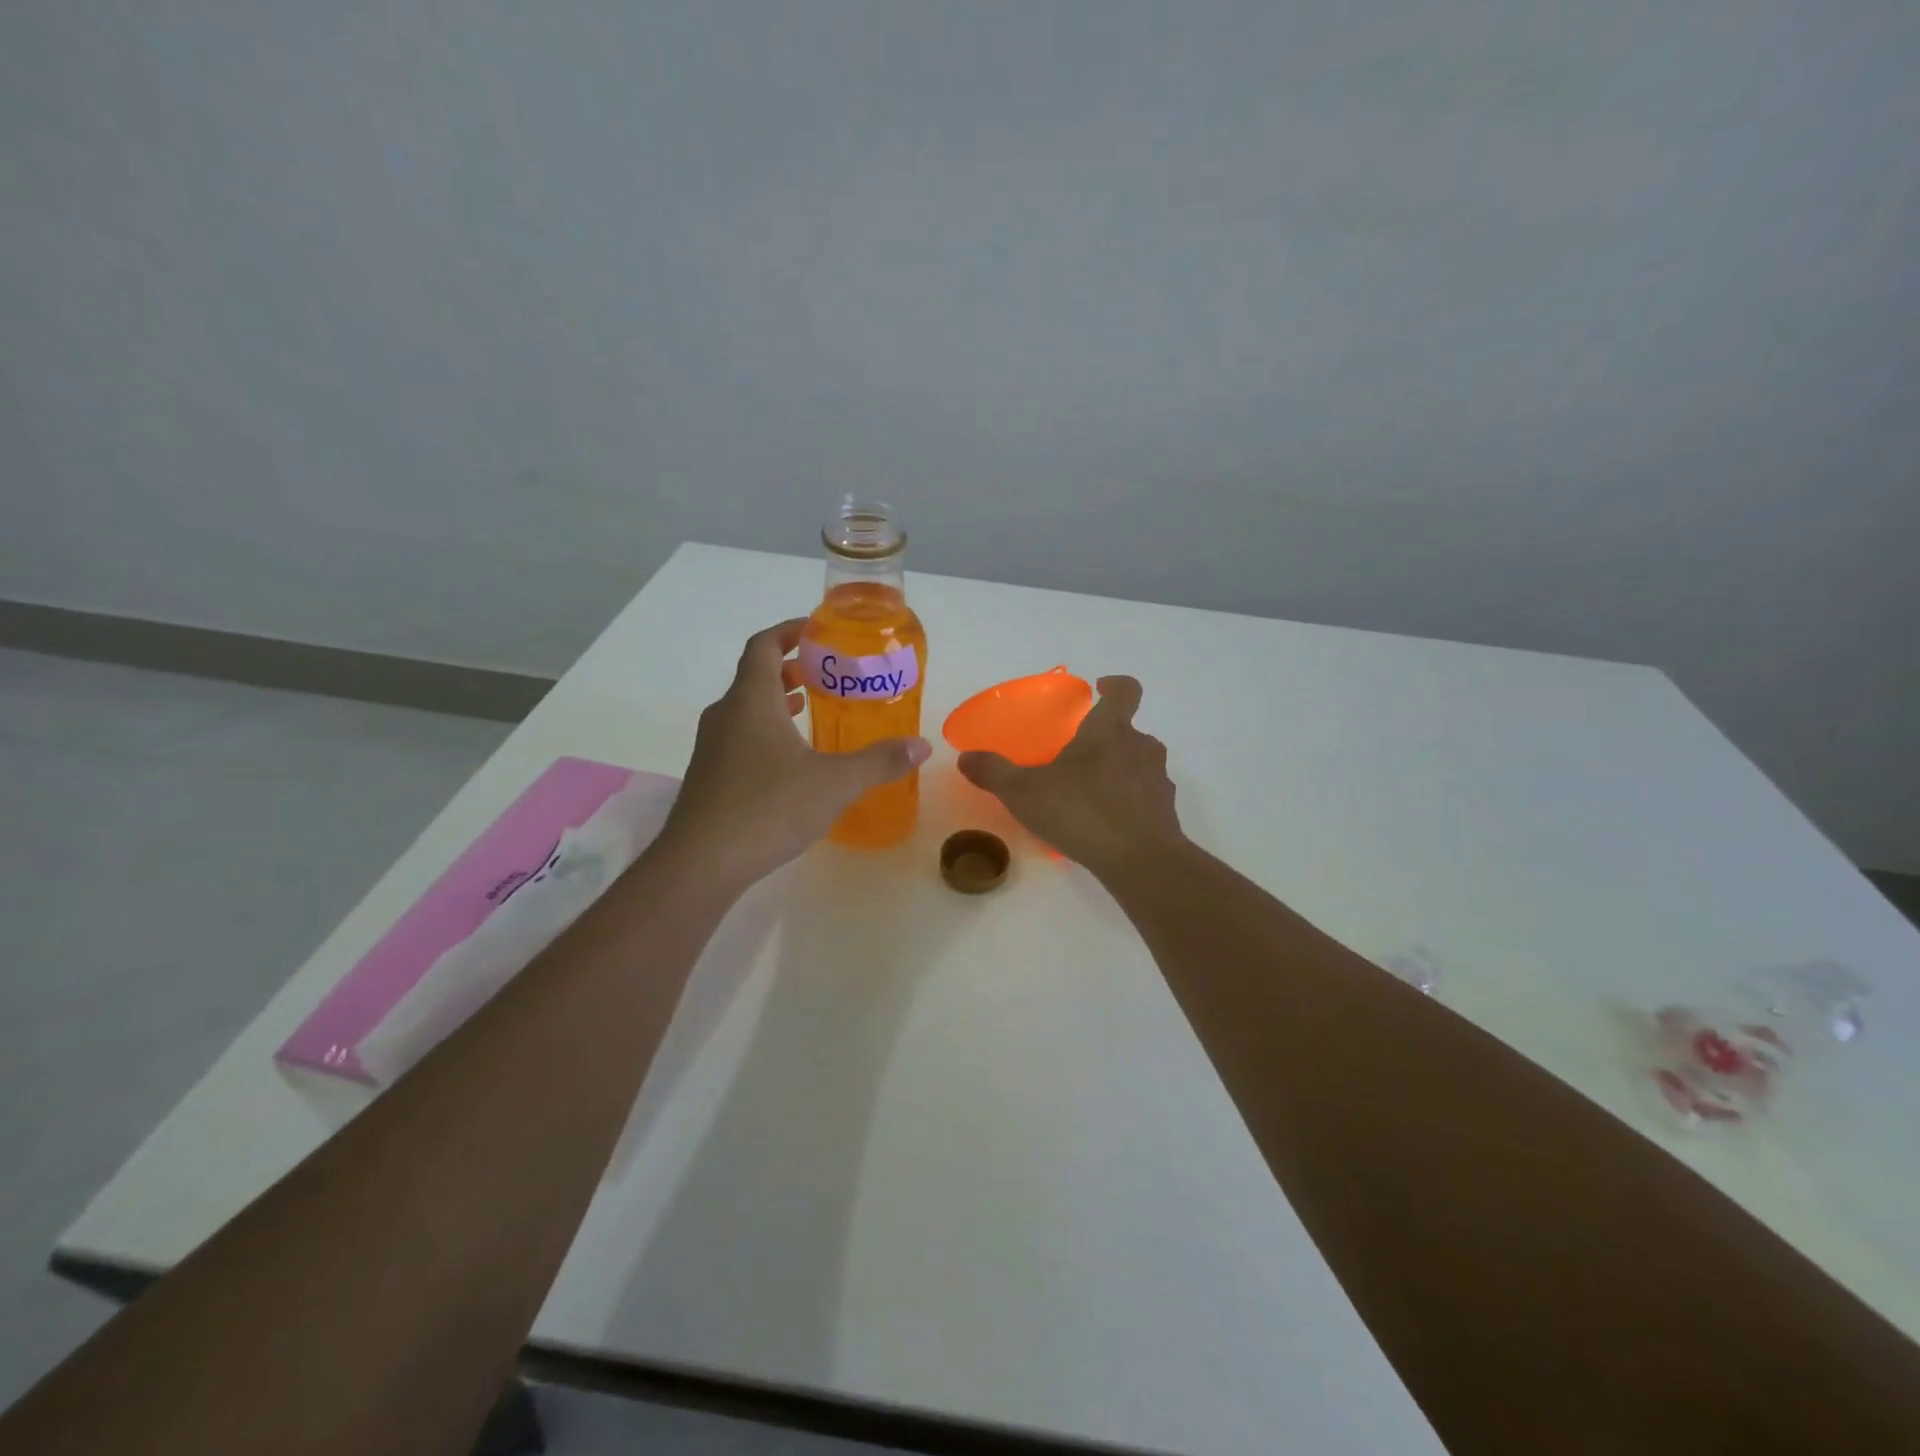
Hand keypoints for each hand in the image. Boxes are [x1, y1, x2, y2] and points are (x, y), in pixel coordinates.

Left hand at [658, 619, 931, 889]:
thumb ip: (879, 761)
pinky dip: (766, 733)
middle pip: (755, 676)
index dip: (788, 631)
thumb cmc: (768, 808)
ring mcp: (712, 748)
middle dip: (789, 669)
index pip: (763, 646)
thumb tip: (922, 746)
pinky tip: (791, 764)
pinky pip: (739, 739)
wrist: (701, 863)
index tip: (815, 630)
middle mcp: (726, 715)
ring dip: (777, 703)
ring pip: (746, 710)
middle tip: (825, 675)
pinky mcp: (709, 778)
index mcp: (752, 700)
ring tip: (810, 711)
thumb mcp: (835, 783)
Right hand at [957, 675, 1183, 878]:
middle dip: (1107, 738)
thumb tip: (966, 757)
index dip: (1115, 685)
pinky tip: (1109, 823)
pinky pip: (1147, 796)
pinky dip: (1132, 801)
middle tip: (1080, 755)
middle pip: (1129, 730)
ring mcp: (1158, 779)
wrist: (1139, 860)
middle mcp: (1140, 747)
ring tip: (1092, 792)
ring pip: (1140, 762)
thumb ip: (994, 772)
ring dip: (1121, 769)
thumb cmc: (1081, 812)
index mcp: (1109, 731)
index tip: (1100, 690)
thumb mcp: (1024, 792)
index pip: (1126, 690)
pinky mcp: (1166, 811)